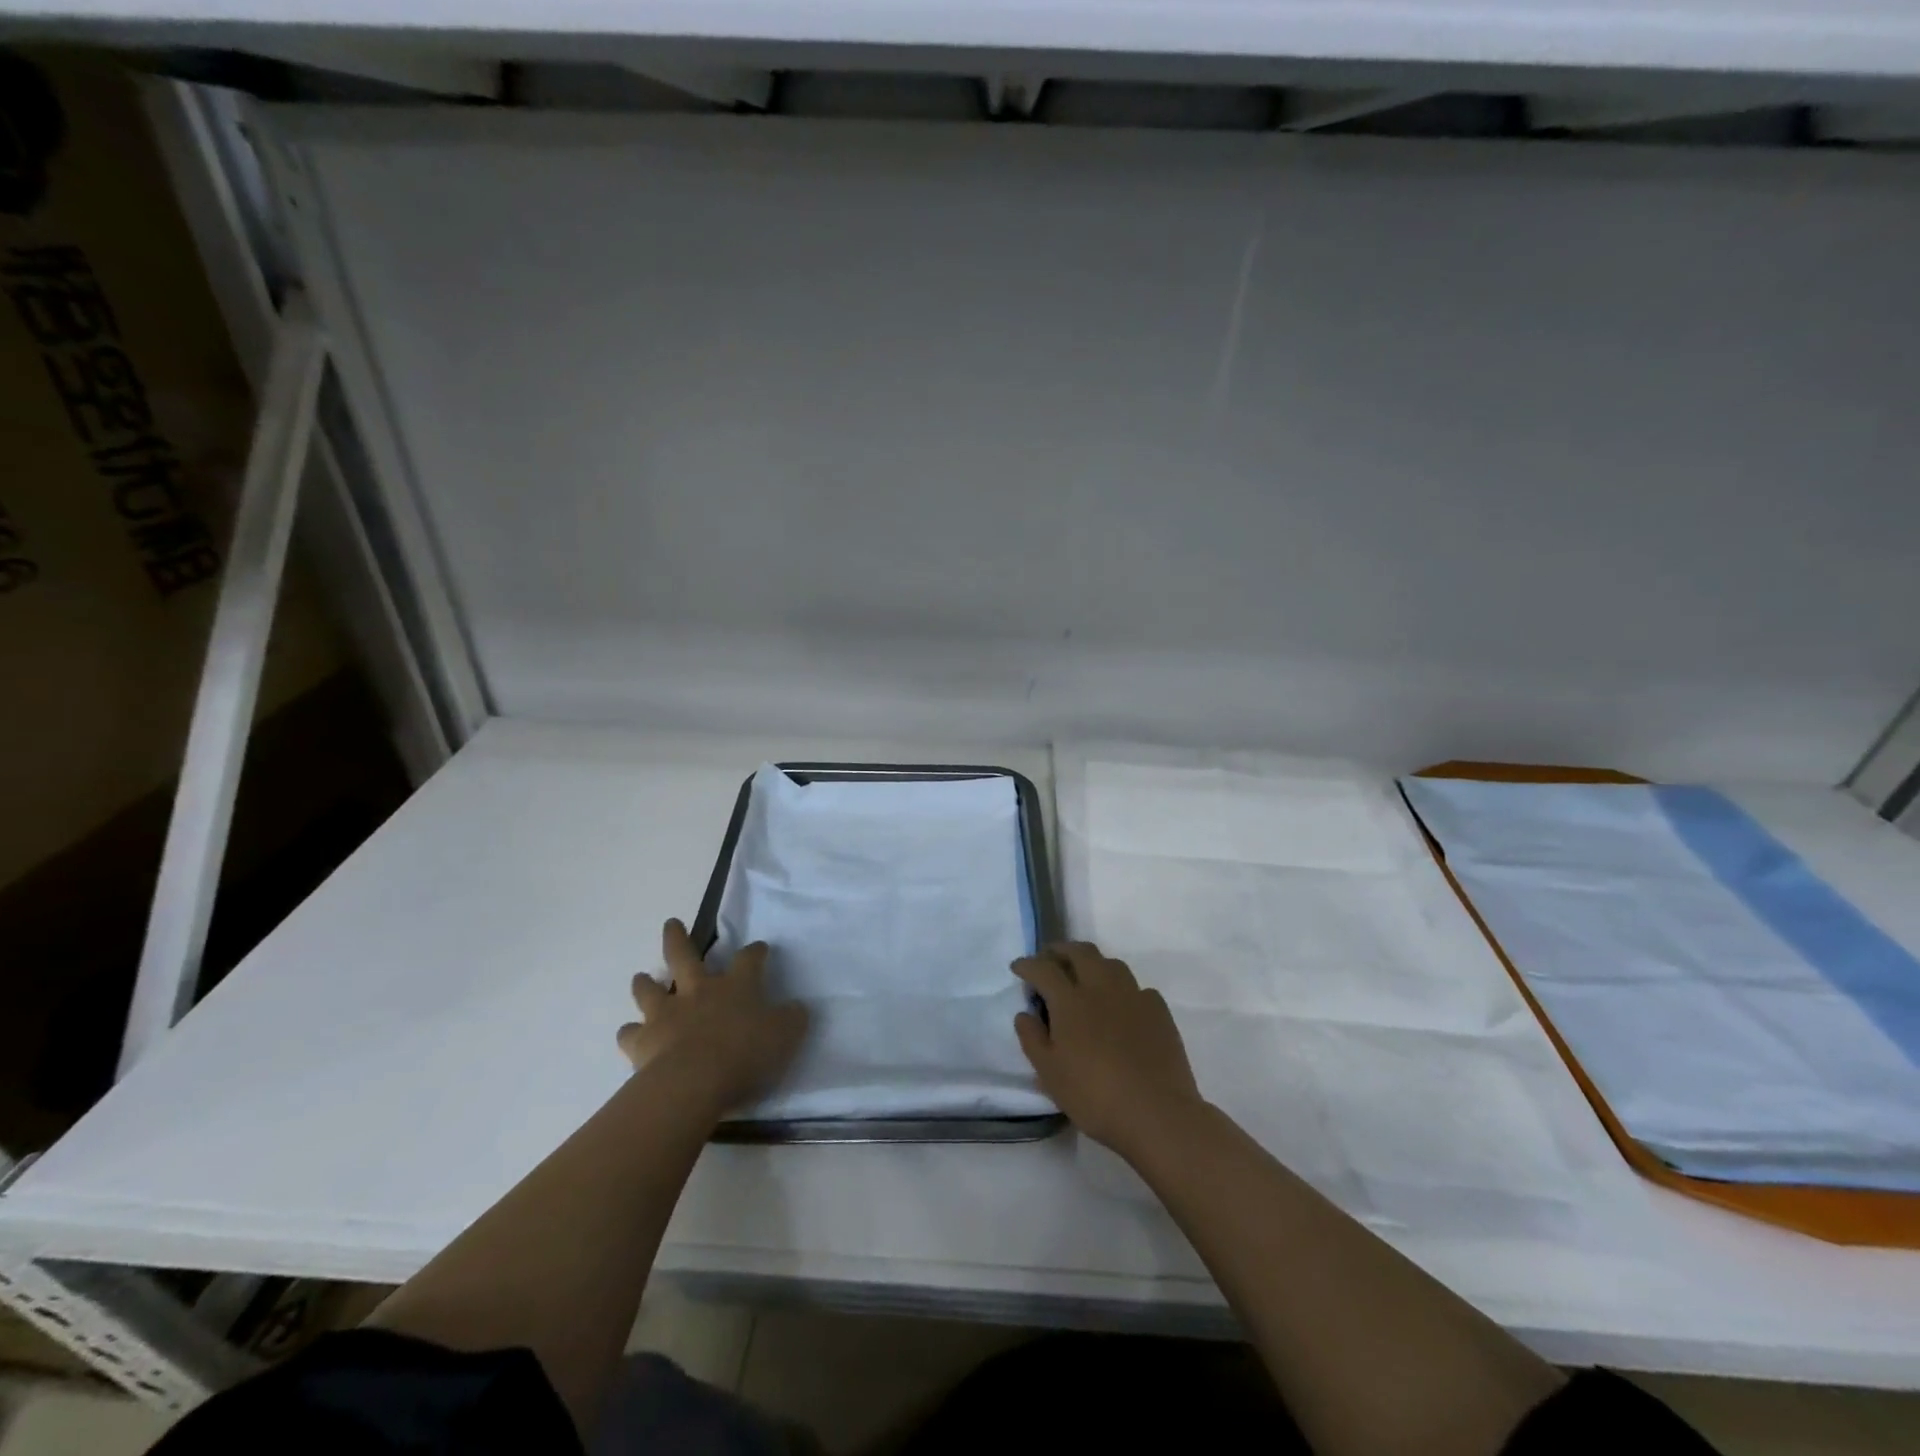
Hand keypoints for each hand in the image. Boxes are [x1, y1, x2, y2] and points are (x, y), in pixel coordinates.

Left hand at [618, 919, 809, 1119]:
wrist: (693, 1081)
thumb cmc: (744, 1053)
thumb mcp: (785, 1035)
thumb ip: (792, 1019)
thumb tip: (797, 1008)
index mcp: (736, 986)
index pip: (749, 960)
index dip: (755, 952)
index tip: (759, 948)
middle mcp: (698, 991)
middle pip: (684, 955)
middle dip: (678, 938)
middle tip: (671, 924)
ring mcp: (666, 1013)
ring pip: (650, 989)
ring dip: (645, 982)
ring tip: (642, 978)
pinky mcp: (642, 1041)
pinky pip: (630, 1033)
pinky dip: (631, 1032)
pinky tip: (632, 1035)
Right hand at [1013, 942, 1202, 1157]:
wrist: (1157, 1114)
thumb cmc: (1094, 1096)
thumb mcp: (1049, 1073)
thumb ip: (1032, 1039)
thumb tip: (1025, 1013)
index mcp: (1071, 1001)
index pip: (1044, 969)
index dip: (1028, 964)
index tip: (1018, 967)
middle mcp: (1101, 987)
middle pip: (1080, 952)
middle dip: (1060, 950)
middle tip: (1049, 960)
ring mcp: (1134, 996)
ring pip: (1111, 963)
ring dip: (1092, 963)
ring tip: (1084, 977)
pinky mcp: (1158, 1010)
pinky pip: (1136, 988)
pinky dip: (1122, 989)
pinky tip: (1121, 1006)